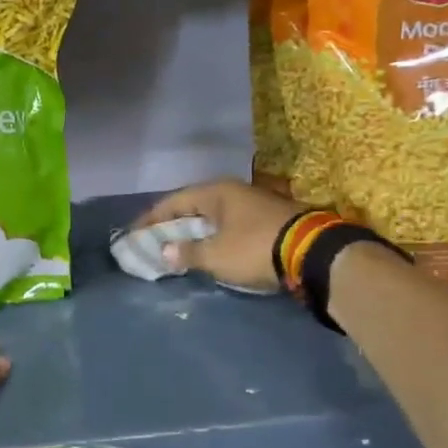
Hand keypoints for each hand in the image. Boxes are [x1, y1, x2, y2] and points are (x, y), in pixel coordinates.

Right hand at [133, 179, 303, 291]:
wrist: (312, 252)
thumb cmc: (255, 248)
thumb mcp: (216, 255)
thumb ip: (187, 253)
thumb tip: (164, 251)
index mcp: (216, 192)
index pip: (173, 201)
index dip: (151, 218)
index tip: (134, 233)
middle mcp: (233, 191)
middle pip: (193, 206)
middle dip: (173, 224)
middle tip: (155, 240)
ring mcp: (253, 203)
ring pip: (213, 215)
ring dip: (195, 231)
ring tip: (179, 247)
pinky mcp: (269, 219)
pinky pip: (230, 224)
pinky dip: (214, 236)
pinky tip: (211, 249)